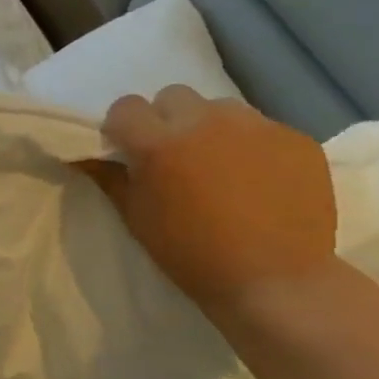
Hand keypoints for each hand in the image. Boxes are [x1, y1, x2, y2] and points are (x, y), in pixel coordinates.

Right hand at [75, 85, 336, 308]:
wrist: (275, 281)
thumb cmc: (192, 255)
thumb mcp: (137, 219)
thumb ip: (110, 178)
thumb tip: (83, 155)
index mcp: (159, 142)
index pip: (126, 107)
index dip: (123, 127)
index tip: (128, 150)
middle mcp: (205, 121)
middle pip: (174, 96)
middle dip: (166, 119)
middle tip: (174, 157)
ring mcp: (255, 126)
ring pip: (220, 107)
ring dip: (210, 127)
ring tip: (220, 164)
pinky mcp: (295, 138)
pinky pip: (261, 128)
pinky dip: (251, 146)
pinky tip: (257, 180)